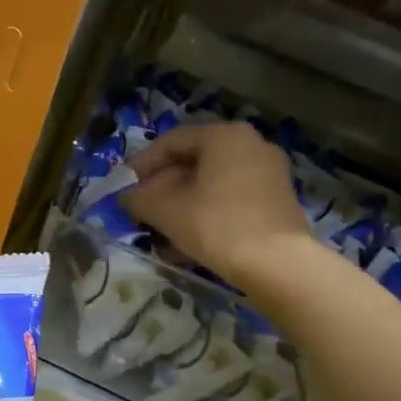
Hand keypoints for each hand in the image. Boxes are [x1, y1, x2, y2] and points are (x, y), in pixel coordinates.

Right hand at [122, 122, 309, 286]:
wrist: (278, 265)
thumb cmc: (217, 225)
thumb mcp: (166, 210)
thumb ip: (138, 198)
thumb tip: (124, 197)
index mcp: (225, 135)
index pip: (171, 142)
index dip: (141, 165)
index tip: (122, 187)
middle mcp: (251, 145)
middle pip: (193, 163)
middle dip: (161, 189)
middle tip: (140, 211)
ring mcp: (268, 173)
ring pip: (211, 185)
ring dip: (181, 206)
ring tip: (160, 233)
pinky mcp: (276, 202)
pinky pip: (230, 200)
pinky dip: (205, 215)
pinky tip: (187, 243)